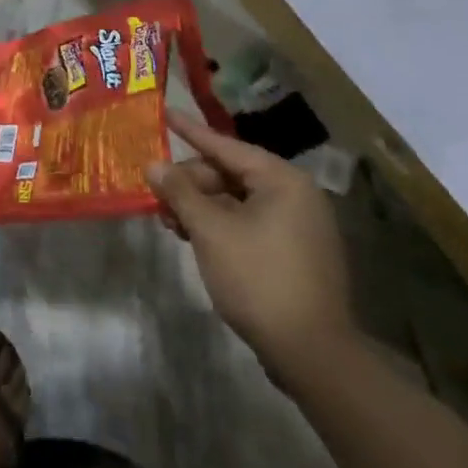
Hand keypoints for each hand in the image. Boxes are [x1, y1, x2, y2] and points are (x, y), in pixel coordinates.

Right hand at [148, 111, 355, 392]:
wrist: (313, 356)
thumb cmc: (259, 279)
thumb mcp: (210, 230)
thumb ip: (180, 192)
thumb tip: (154, 165)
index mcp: (282, 181)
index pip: (225, 146)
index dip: (190, 131)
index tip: (165, 111)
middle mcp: (295, 196)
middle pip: (229, 174)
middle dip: (190, 183)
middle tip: (157, 195)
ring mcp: (298, 227)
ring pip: (236, 201)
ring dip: (200, 207)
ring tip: (169, 221)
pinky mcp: (294, 254)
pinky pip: (248, 224)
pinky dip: (219, 226)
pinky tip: (193, 236)